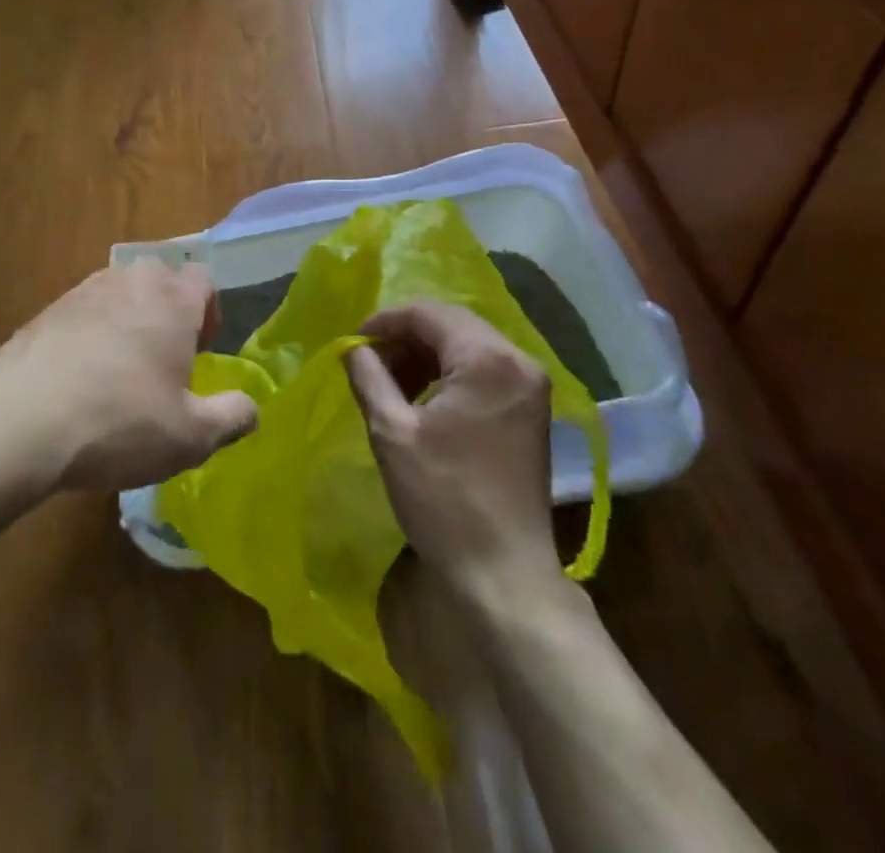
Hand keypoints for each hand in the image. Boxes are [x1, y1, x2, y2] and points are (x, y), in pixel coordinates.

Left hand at [0, 261, 257, 492]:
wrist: (19, 423)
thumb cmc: (119, 423)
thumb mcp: (190, 437)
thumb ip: (232, 417)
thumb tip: (250, 409)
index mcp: (172, 300)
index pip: (204, 279)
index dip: (209, 312)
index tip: (201, 351)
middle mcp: (130, 282)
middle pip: (160, 279)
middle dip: (169, 311)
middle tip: (165, 359)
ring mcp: (83, 291)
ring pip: (120, 293)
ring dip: (128, 320)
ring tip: (121, 370)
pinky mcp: (46, 311)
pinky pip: (83, 312)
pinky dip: (90, 334)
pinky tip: (80, 378)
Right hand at [343, 301, 561, 594]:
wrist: (504, 573)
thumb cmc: (443, 499)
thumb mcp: (392, 432)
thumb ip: (368, 376)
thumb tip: (352, 348)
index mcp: (487, 358)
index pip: (426, 313)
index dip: (383, 322)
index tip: (353, 345)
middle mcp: (517, 360)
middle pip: (451, 322)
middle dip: (405, 336)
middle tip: (369, 362)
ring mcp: (530, 385)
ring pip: (467, 344)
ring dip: (426, 354)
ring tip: (390, 382)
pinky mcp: (532, 409)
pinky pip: (484, 368)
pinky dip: (449, 373)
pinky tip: (423, 398)